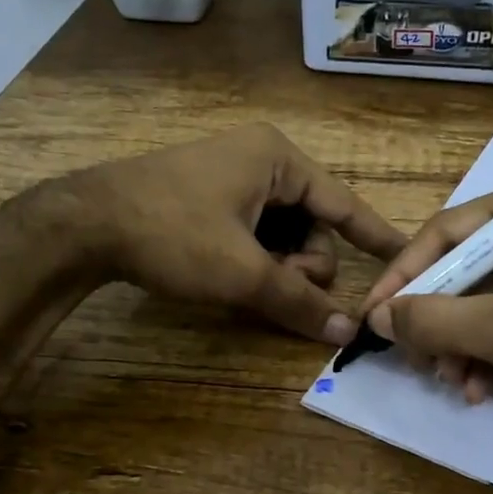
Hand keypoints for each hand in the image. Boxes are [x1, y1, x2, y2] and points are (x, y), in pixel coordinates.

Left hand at [61, 124, 405, 343]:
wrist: (84, 223)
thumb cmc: (173, 234)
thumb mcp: (242, 272)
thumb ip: (298, 301)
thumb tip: (347, 334)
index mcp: (278, 160)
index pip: (344, 203)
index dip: (376, 236)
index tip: (408, 258)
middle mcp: (261, 160)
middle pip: (311, 224)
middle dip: (300, 263)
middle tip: (275, 285)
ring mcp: (232, 177)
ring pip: (282, 234)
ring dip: (276, 266)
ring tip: (245, 282)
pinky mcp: (209, 196)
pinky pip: (255, 232)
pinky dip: (254, 258)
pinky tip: (231, 275)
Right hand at [360, 179, 492, 416]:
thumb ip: (439, 320)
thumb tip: (377, 317)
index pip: (447, 233)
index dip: (403, 277)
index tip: (372, 316)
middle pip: (460, 269)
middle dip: (437, 323)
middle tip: (421, 364)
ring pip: (476, 300)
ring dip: (459, 346)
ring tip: (457, 384)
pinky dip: (485, 352)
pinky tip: (481, 387)